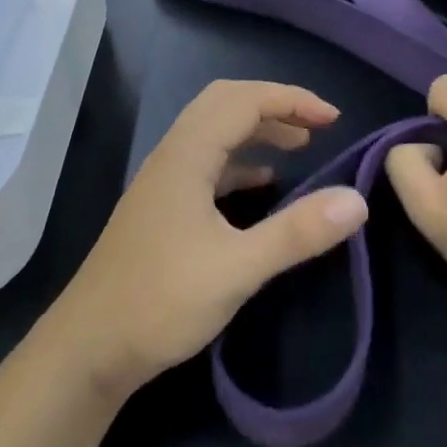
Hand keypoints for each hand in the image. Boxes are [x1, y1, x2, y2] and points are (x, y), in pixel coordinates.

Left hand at [52, 80, 369, 400]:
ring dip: (256, 131)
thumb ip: (298, 232)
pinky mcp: (161, 208)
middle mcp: (172, 156)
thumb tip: (357, 201)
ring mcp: (163, 182)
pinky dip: (239, 162)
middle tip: (316, 126)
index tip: (334, 119)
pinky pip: (206, 164)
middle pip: (224, 104)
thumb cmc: (162, 301)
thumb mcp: (238, 268)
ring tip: (298, 147)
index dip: (291, 99)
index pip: (243, 100)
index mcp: (186, 155)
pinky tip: (260, 185)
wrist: (90, 347)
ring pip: (213, 133)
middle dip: (273, 106)